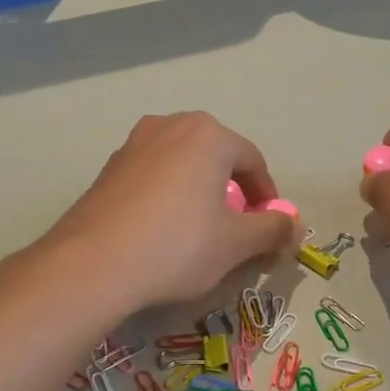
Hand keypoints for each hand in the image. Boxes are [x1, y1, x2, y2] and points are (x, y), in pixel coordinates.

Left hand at [46, 112, 299, 311]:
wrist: (94, 265)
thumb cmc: (178, 246)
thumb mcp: (236, 243)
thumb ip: (272, 230)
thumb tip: (295, 226)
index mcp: (208, 134)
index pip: (253, 161)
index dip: (267, 196)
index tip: (269, 227)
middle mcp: (169, 126)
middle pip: (216, 158)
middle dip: (232, 191)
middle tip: (237, 228)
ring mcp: (132, 145)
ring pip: (181, 167)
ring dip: (198, 193)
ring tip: (200, 231)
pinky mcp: (107, 170)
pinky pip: (152, 179)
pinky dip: (167, 199)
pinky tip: (162, 233)